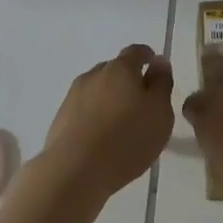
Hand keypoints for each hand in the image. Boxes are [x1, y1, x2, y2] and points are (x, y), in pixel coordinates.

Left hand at [42, 44, 174, 200]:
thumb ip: (161, 84)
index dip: (147, 56)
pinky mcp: (61, 117)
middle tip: (140, 101)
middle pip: (115, 69)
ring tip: (120, 122)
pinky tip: (101, 135)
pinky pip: (84, 108)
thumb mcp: (159, 113)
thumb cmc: (127, 139)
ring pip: (98, 88)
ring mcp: (74, 95)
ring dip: (110, 98)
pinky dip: (95, 114)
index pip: (136, 52)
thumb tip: (159, 62)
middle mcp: (95, 74)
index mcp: (121, 68)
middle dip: (128, 79)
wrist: (74, 170)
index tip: (153, 65)